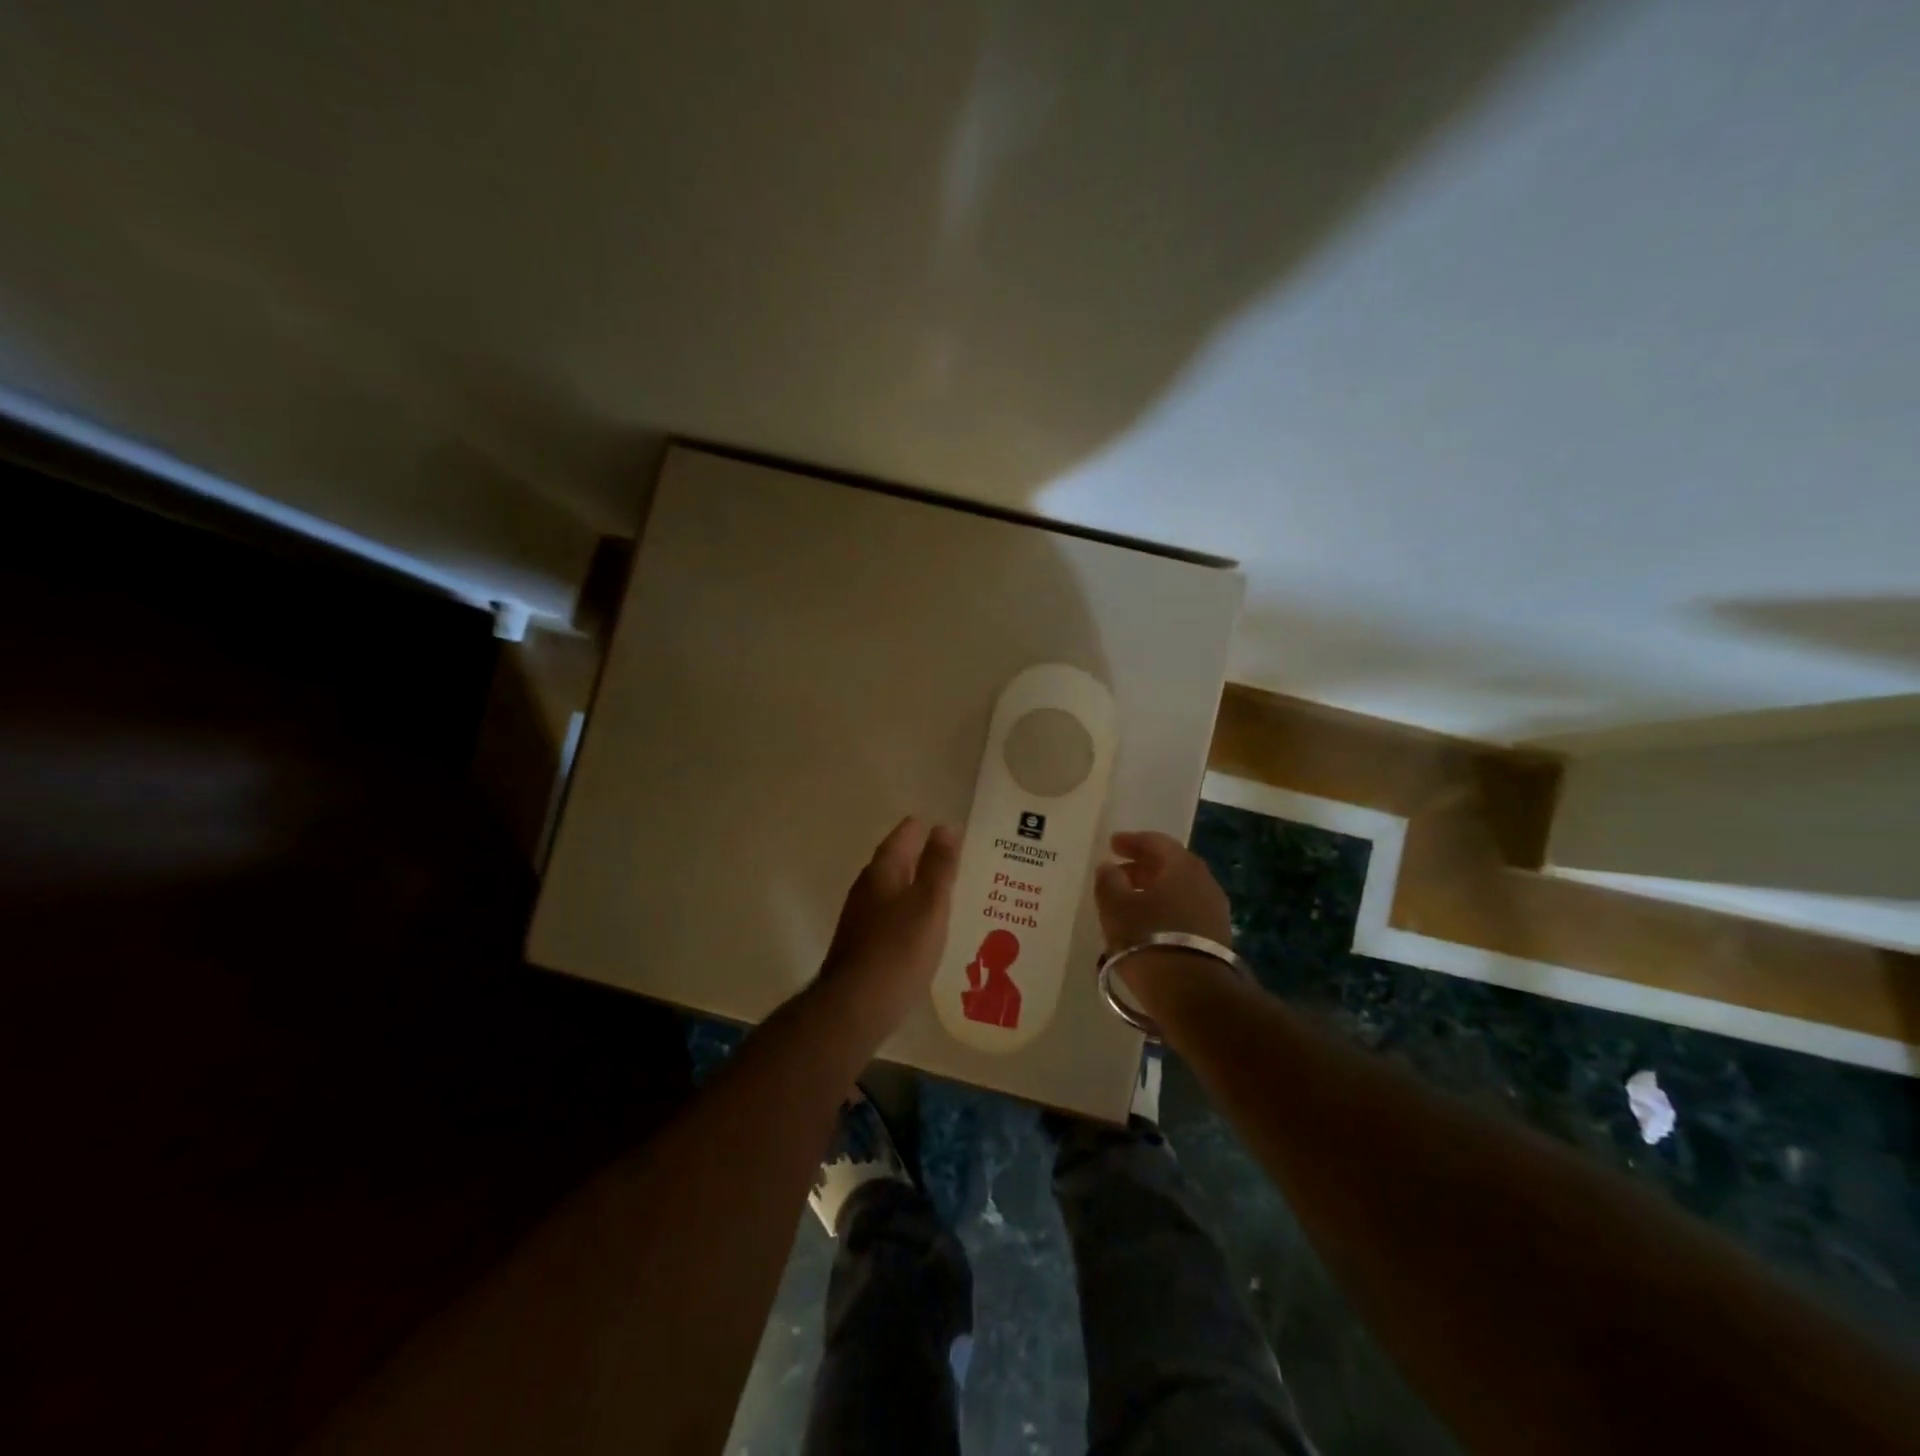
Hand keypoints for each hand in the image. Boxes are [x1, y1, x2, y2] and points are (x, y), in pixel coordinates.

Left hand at [818, 816, 959, 1042]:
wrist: (855, 1007)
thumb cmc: (898, 950)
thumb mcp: (928, 904)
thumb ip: (938, 866)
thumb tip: (944, 826)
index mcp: (882, 873)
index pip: (902, 838)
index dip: (921, 830)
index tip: (942, 826)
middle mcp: (867, 890)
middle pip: (894, 863)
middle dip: (920, 858)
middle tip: (952, 856)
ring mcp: (861, 919)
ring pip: (892, 891)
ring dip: (915, 886)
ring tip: (945, 890)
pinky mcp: (863, 946)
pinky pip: (890, 918)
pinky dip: (909, 913)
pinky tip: (925, 928)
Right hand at [1094, 830, 1233, 948]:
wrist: (1194, 995)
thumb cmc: (1148, 940)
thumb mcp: (1116, 907)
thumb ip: (1109, 881)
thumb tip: (1109, 867)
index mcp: (1182, 866)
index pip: (1156, 842)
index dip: (1132, 841)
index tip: (1112, 844)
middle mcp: (1204, 882)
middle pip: (1170, 865)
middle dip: (1143, 867)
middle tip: (1118, 873)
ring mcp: (1214, 911)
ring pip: (1179, 890)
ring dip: (1153, 891)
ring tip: (1129, 901)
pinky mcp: (1217, 938)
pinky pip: (1186, 912)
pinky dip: (1165, 910)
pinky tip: (1147, 925)